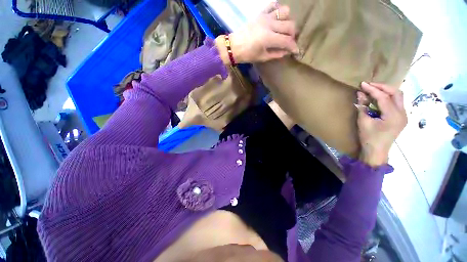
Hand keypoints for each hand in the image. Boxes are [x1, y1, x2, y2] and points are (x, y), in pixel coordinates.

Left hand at [215, 2, 298, 64]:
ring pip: (285, 12)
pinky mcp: (260, 13)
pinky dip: (278, 10)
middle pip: (289, 26)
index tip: (296, 51)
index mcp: (269, 38)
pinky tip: (277, 18)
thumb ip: (276, 54)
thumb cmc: (247, 55)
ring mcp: (265, 17)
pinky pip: (273, 5)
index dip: (293, 46)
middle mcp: (269, 24)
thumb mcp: (262, 57)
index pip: (287, 41)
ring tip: (283, 29)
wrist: (233, 46)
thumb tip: (286, 52)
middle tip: (289, 41)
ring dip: (287, 21)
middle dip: (293, 35)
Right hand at [356, 82, 407, 166]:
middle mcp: (402, 114)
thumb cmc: (369, 138)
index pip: (384, 97)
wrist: (377, 151)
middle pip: (396, 93)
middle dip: (383, 87)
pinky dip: (388, 98)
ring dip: (386, 91)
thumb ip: (363, 106)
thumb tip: (360, 94)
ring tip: (374, 90)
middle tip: (369, 85)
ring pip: (398, 97)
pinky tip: (379, 99)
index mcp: (393, 116)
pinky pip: (396, 103)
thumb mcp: (363, 122)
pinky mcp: (401, 118)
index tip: (363, 84)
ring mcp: (404, 116)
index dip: (373, 89)